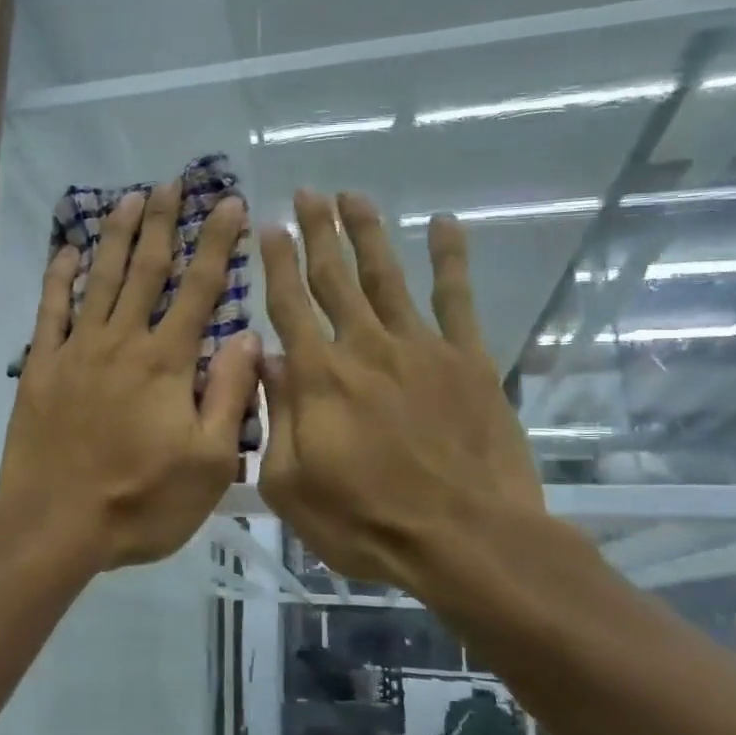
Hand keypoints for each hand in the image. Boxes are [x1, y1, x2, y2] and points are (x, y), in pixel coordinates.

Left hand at [0, 182, 260, 571]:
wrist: (55, 524)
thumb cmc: (140, 501)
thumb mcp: (208, 463)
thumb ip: (229, 395)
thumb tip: (248, 336)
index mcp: (167, 363)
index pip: (200, 289)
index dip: (217, 243)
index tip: (229, 204)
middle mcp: (123, 341)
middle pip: (146, 270)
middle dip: (162, 223)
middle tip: (170, 183)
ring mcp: (77, 351)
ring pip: (100, 279)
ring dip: (116, 237)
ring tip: (128, 199)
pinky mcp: (41, 367)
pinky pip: (50, 311)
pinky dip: (59, 278)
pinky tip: (66, 251)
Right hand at [258, 190, 549, 609]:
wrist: (465, 540)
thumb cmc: (366, 522)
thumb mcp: (291, 485)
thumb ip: (275, 418)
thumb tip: (266, 361)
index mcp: (319, 377)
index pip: (289, 305)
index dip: (276, 262)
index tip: (268, 226)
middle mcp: (365, 348)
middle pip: (335, 278)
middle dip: (317, 233)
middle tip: (306, 194)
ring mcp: (421, 349)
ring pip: (387, 277)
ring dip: (368, 233)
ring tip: (353, 197)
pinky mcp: (469, 360)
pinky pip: (458, 298)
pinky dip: (451, 259)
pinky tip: (444, 226)